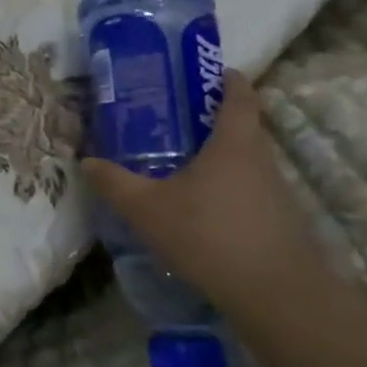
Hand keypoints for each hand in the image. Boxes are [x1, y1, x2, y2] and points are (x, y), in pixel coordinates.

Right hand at [81, 71, 324, 305]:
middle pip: (243, 129)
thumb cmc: (208, 235)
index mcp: (233, 144)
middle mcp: (261, 161)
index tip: (215, 71)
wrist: (275, 295)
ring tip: (184, 166)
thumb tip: (86, 161)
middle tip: (177, 120)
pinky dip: (229, 191)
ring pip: (247, 164)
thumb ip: (114, 183)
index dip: (229, 79)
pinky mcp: (281, 224)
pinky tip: (202, 211)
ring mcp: (277, 194)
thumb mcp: (146, 208)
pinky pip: (251, 193)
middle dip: (214, 121)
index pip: (239, 97)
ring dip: (221, 160)